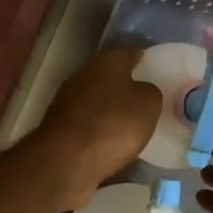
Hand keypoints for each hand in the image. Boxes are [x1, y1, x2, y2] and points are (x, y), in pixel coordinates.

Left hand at [34, 46, 162, 210]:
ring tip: (129, 121)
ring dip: (109, 106)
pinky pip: (87, 121)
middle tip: (143, 96)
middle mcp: (83, 74)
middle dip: (124, 83)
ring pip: (95, 98)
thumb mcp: (148, 105)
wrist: (67, 160)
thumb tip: (142, 90)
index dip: (142, 59)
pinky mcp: (60, 126)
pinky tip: (110, 139)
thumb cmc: (114, 124)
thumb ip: (150, 92)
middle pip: (108, 74)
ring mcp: (67, 100)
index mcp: (107, 61)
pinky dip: (98, 127)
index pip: (128, 52)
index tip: (152, 66)